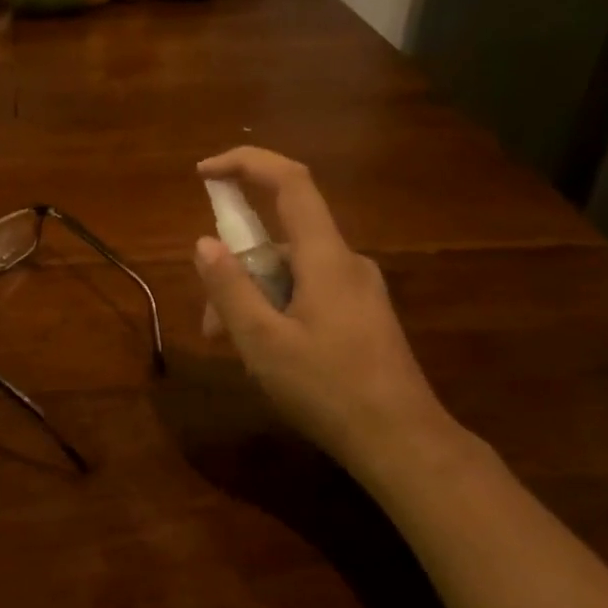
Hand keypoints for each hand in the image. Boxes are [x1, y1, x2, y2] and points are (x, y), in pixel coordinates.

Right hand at [194, 148, 452, 480]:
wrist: (403, 443)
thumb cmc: (329, 389)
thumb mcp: (263, 342)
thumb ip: (230, 288)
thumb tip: (204, 243)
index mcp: (326, 257)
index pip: (290, 181)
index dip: (245, 164)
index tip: (204, 173)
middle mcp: (347, 262)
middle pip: (281, 240)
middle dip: (237, 268)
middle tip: (211, 321)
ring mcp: (359, 290)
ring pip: (292, 273)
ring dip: (253, 297)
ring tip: (233, 347)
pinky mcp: (363, 316)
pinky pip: (309, 294)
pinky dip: (277, 309)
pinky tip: (267, 354)